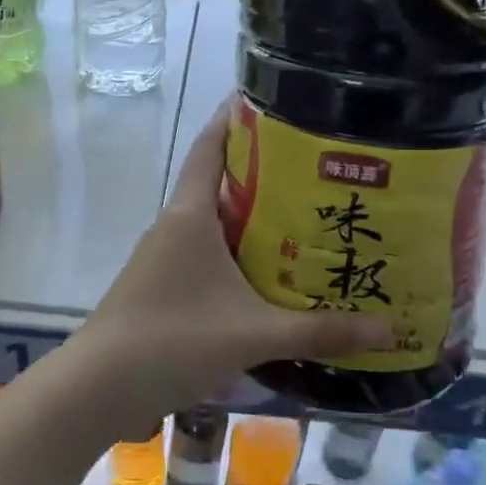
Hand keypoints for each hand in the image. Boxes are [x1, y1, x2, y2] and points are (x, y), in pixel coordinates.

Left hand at [69, 105, 394, 426]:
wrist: (97, 387)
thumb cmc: (173, 340)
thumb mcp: (254, 334)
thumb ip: (320, 330)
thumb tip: (387, 331)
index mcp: (190, 215)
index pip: (209, 146)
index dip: (234, 118)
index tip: (271, 98)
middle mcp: (174, 226)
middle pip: (219, 182)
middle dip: (263, 172)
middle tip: (316, 167)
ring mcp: (163, 257)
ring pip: (213, 222)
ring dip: (251, 216)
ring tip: (304, 216)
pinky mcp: (161, 286)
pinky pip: (205, 253)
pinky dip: (236, 252)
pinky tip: (267, 274)